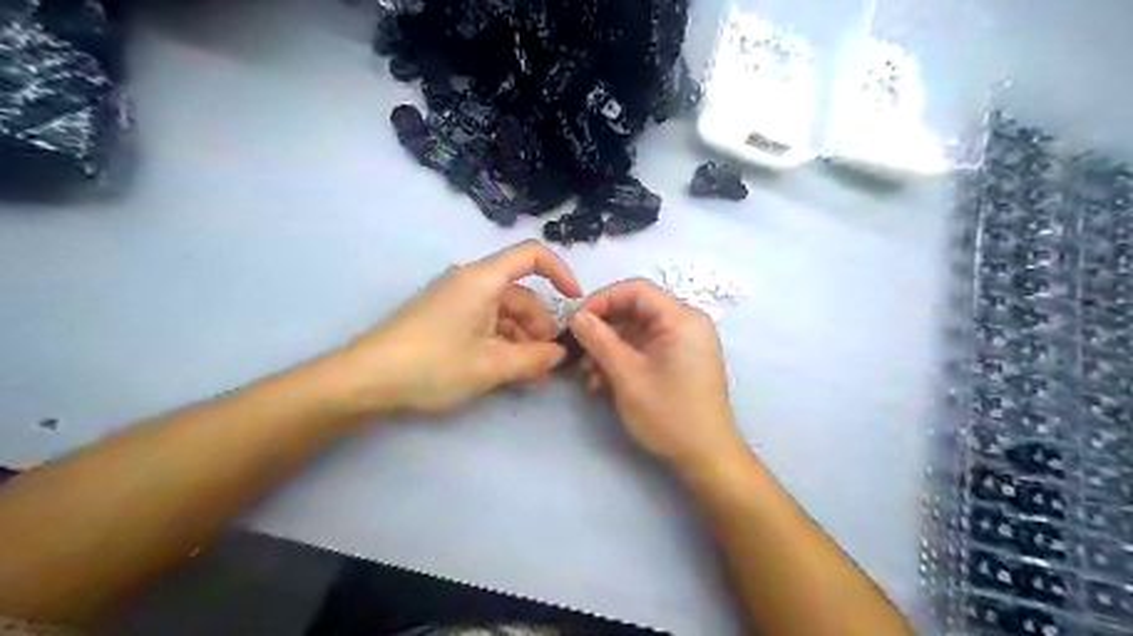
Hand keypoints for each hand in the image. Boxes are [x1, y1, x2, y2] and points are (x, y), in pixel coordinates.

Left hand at [332, 242, 578, 414]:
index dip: (560, 272)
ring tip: (530, 377)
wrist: (364, 380)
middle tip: (548, 366)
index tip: (575, 302)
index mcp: (483, 279)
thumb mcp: (491, 366)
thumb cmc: (432, 365)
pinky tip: (506, 372)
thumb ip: (534, 359)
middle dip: (540, 328)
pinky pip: (484, 323)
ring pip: (503, 314)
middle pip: (520, 295)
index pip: (532, 255)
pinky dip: (501, 344)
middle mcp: (471, 282)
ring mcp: (455, 300)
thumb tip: (559, 353)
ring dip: (521, 342)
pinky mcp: (444, 317)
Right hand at [571, 281, 749, 474]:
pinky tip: (603, 383)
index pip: (635, 290)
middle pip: (635, 310)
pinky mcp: (680, 359)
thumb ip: (598, 339)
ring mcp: (684, 342)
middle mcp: (686, 323)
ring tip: (589, 376)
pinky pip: (646, 348)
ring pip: (636, 331)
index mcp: (681, 318)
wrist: (706, 456)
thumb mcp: (626, 375)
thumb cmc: (668, 413)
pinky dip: (623, 360)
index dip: (601, 300)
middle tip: (578, 354)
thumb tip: (575, 315)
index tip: (576, 321)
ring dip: (608, 350)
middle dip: (602, 331)